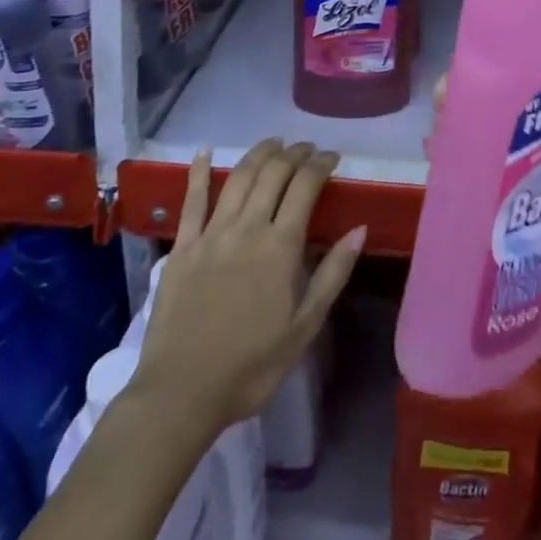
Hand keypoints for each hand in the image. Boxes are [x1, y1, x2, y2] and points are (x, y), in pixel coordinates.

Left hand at [133, 140, 363, 435]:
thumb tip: (360, 229)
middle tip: (307, 149)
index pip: (305, 186)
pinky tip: (204, 151)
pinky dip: (198, 172)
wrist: (180, 396)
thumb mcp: (304, 328)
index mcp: (280, 247)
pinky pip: (191, 201)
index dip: (320, 164)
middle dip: (294, 153)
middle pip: (273, 173)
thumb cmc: (250, 367)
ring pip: (239, 177)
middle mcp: (248, 228)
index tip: (332, 157)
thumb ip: (333, 274)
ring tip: (274, 143)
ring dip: (259, 153)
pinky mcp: (182, 247)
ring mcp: (211, 234)